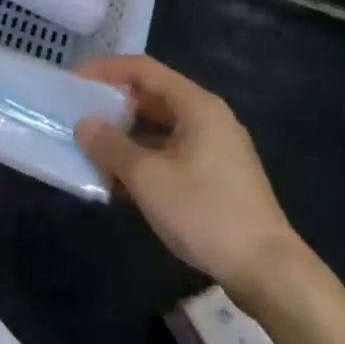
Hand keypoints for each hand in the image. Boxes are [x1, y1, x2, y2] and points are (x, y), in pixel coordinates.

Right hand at [75, 55, 305, 303]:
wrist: (270, 273)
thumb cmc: (205, 213)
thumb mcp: (147, 178)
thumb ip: (110, 145)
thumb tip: (84, 124)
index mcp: (196, 105)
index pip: (142, 69)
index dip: (105, 70)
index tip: (74, 83)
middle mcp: (208, 117)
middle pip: (152, 96)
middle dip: (113, 106)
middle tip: (79, 116)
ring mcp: (216, 148)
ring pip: (160, 128)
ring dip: (126, 136)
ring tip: (92, 149)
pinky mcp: (217, 177)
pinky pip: (171, 153)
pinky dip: (144, 158)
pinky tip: (120, 182)